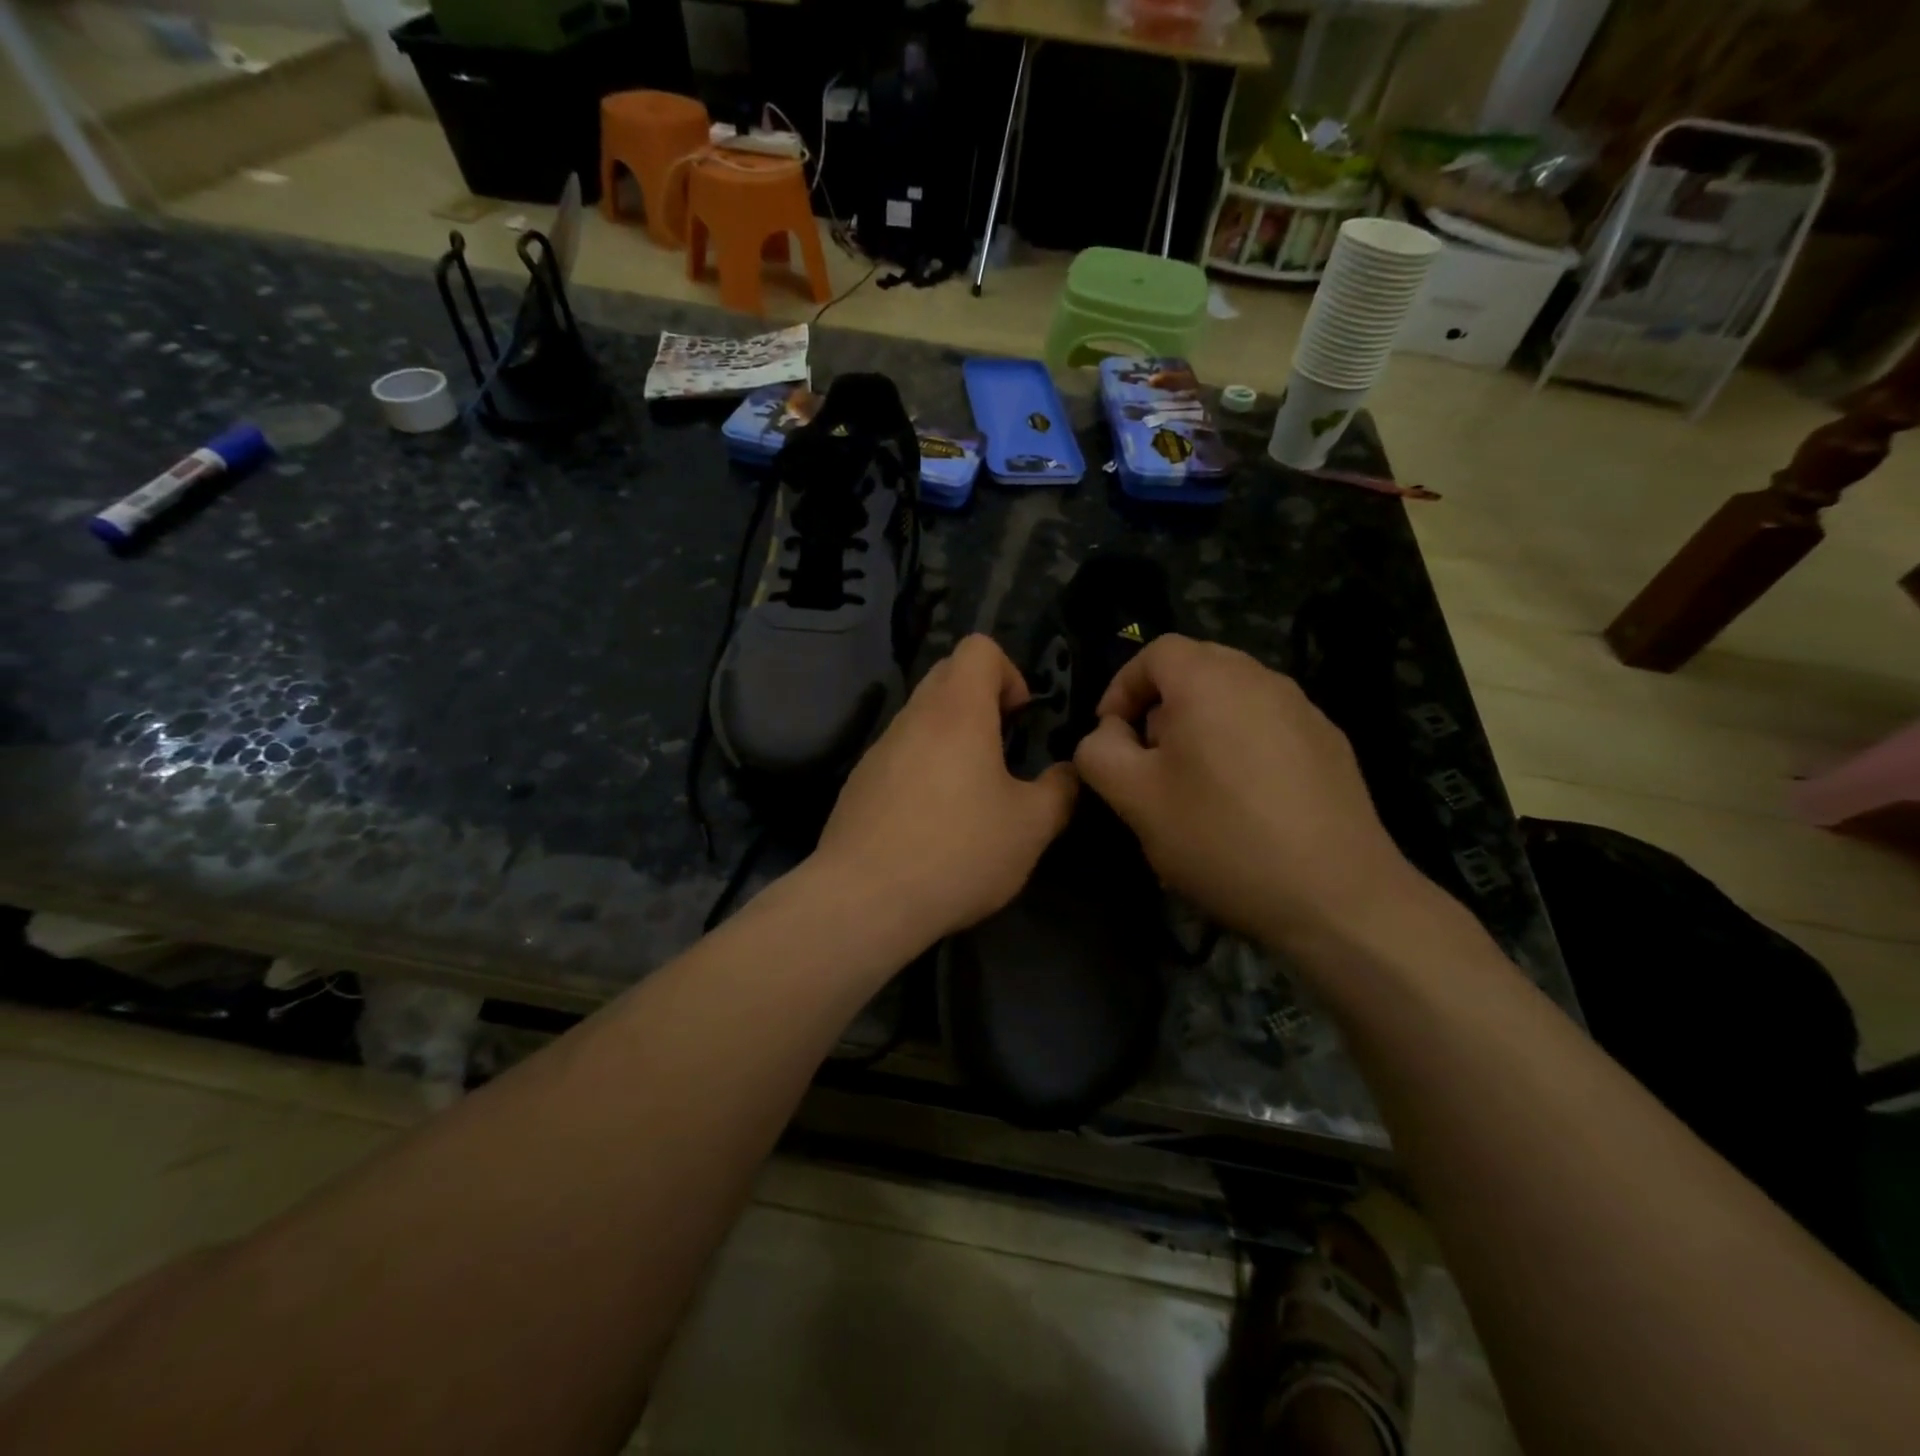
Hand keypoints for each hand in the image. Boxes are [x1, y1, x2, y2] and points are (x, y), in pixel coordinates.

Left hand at [812, 635, 1077, 945]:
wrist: (864, 899)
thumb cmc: (958, 851)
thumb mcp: (1031, 827)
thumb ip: (1060, 791)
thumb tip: (1069, 773)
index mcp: (957, 710)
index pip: (979, 648)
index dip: (1009, 672)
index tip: (1020, 719)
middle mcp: (913, 717)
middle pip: (947, 675)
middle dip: (982, 700)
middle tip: (1002, 750)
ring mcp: (878, 749)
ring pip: (921, 717)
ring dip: (951, 737)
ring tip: (971, 792)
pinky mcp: (859, 783)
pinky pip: (899, 754)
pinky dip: (923, 767)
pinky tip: (932, 821)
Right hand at [1072, 635, 1419, 952]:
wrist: (1337, 896)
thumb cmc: (1221, 838)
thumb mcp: (1134, 799)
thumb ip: (1099, 752)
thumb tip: (1108, 734)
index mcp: (1210, 679)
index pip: (1154, 652)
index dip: (1121, 688)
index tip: (1111, 738)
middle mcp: (1261, 678)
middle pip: (1195, 669)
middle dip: (1159, 708)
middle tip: (1148, 761)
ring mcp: (1304, 709)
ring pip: (1233, 698)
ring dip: (1200, 727)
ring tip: (1193, 785)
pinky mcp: (1331, 743)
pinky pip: (1267, 726)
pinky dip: (1240, 746)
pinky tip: (1244, 802)